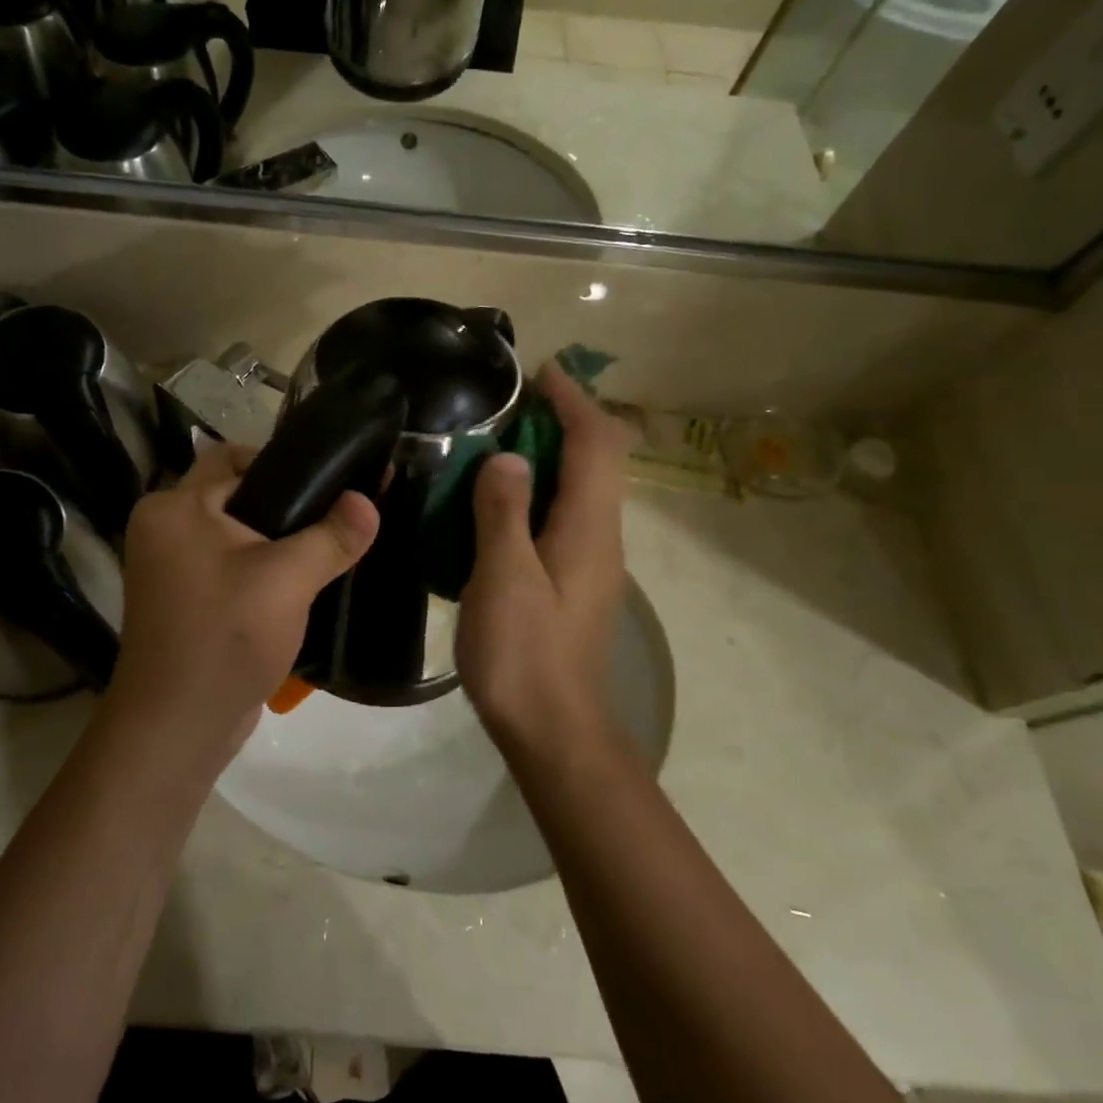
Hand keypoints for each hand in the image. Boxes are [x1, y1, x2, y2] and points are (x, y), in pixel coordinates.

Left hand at [108, 442, 378, 761]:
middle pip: (235, 494)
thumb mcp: (288, 580)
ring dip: (274, 539)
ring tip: (325, 546)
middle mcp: (162, 527)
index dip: (283, 463)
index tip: (330, 480)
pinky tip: (300, 580)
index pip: (233, 458)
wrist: (178, 728)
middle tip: (334, 515)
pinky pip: (227, 563)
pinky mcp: (182, 598)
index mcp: (173, 507)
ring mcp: (168, 565)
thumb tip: (367, 501)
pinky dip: (259, 566)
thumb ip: (332, 536)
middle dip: (284, 504)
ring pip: (234, 532)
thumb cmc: (225, 638)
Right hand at [457, 365, 628, 745]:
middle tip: (511, 404)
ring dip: (552, 454)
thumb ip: (504, 511)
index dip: (573, 401)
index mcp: (589, 528)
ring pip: (583, 487)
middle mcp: (602, 537)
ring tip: (500, 441)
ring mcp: (591, 561)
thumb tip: (506, 455)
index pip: (595, 445)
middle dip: (564, 420)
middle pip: (598, 460)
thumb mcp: (503, 578)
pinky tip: (501, 500)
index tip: (540, 372)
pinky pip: (566, 514)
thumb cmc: (525, 654)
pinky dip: (542, 488)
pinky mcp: (574, 580)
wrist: (553, 730)